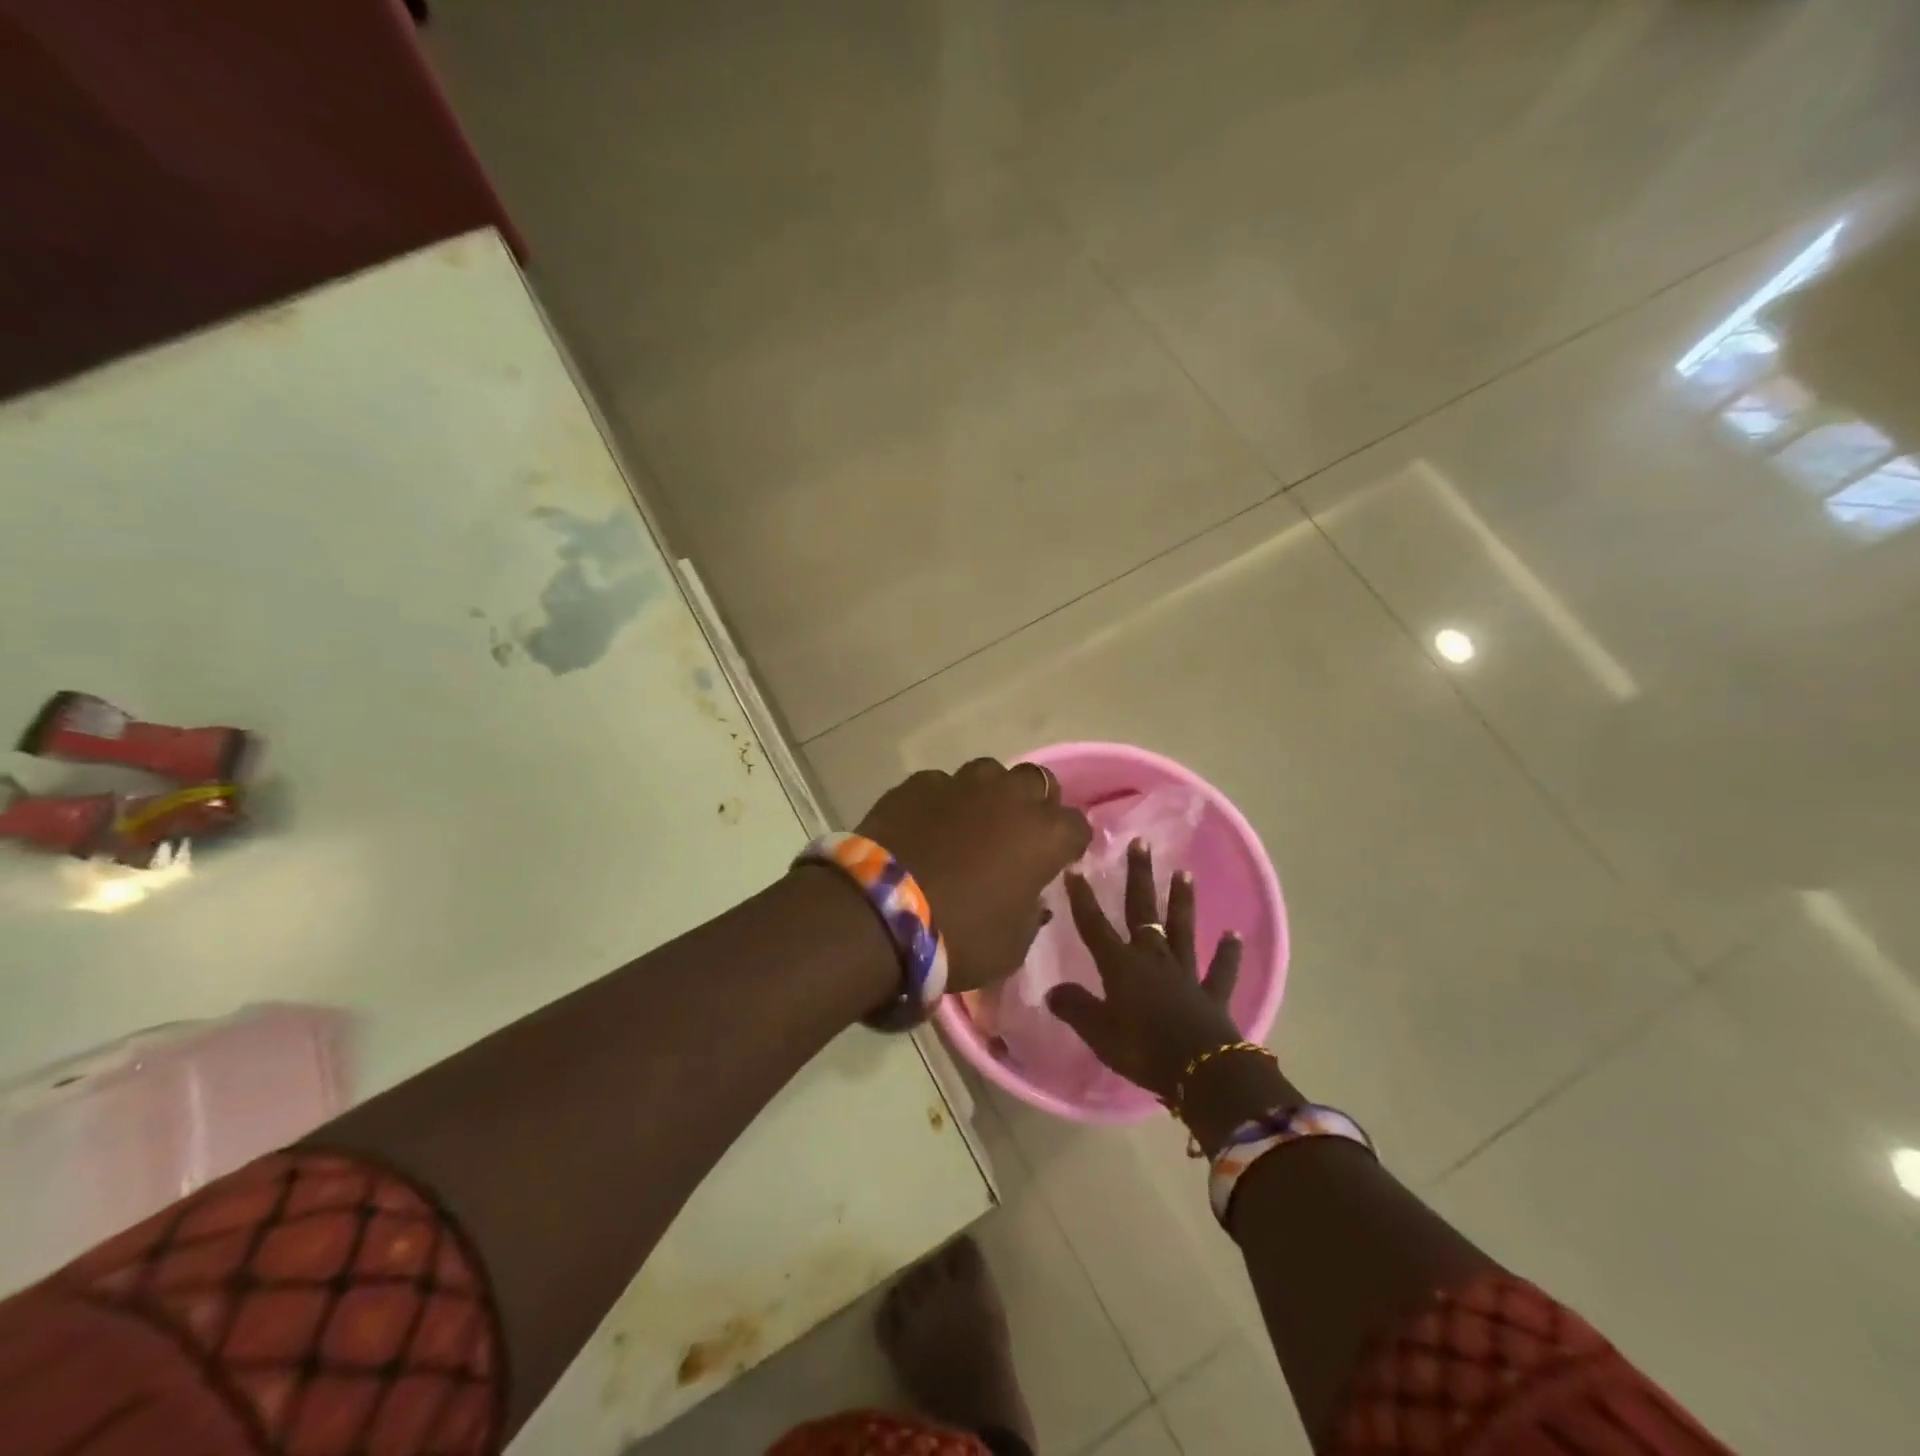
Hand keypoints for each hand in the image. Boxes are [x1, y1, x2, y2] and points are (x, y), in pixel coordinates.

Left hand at [857, 759, 1090, 994]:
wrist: (881, 914)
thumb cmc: (960, 936)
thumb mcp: (1012, 944)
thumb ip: (1030, 911)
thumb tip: (1028, 896)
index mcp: (1044, 835)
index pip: (1077, 826)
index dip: (1069, 843)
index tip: (1058, 860)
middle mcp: (1009, 797)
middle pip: (1038, 782)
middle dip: (1034, 804)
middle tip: (1017, 832)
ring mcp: (961, 783)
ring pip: (989, 773)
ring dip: (989, 794)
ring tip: (971, 821)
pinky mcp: (918, 783)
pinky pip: (941, 785)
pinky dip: (941, 801)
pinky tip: (926, 824)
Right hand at [1045, 838, 1247, 1104]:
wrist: (1202, 1071)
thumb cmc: (1142, 1048)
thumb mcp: (1098, 1032)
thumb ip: (1075, 1008)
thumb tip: (1052, 990)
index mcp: (1122, 965)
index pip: (1095, 925)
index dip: (1083, 898)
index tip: (1075, 867)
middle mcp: (1153, 958)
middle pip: (1144, 910)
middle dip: (1140, 876)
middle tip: (1141, 842)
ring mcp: (1186, 973)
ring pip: (1182, 929)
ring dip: (1183, 902)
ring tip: (1185, 873)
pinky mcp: (1213, 994)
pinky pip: (1221, 970)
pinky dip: (1229, 953)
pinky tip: (1235, 935)